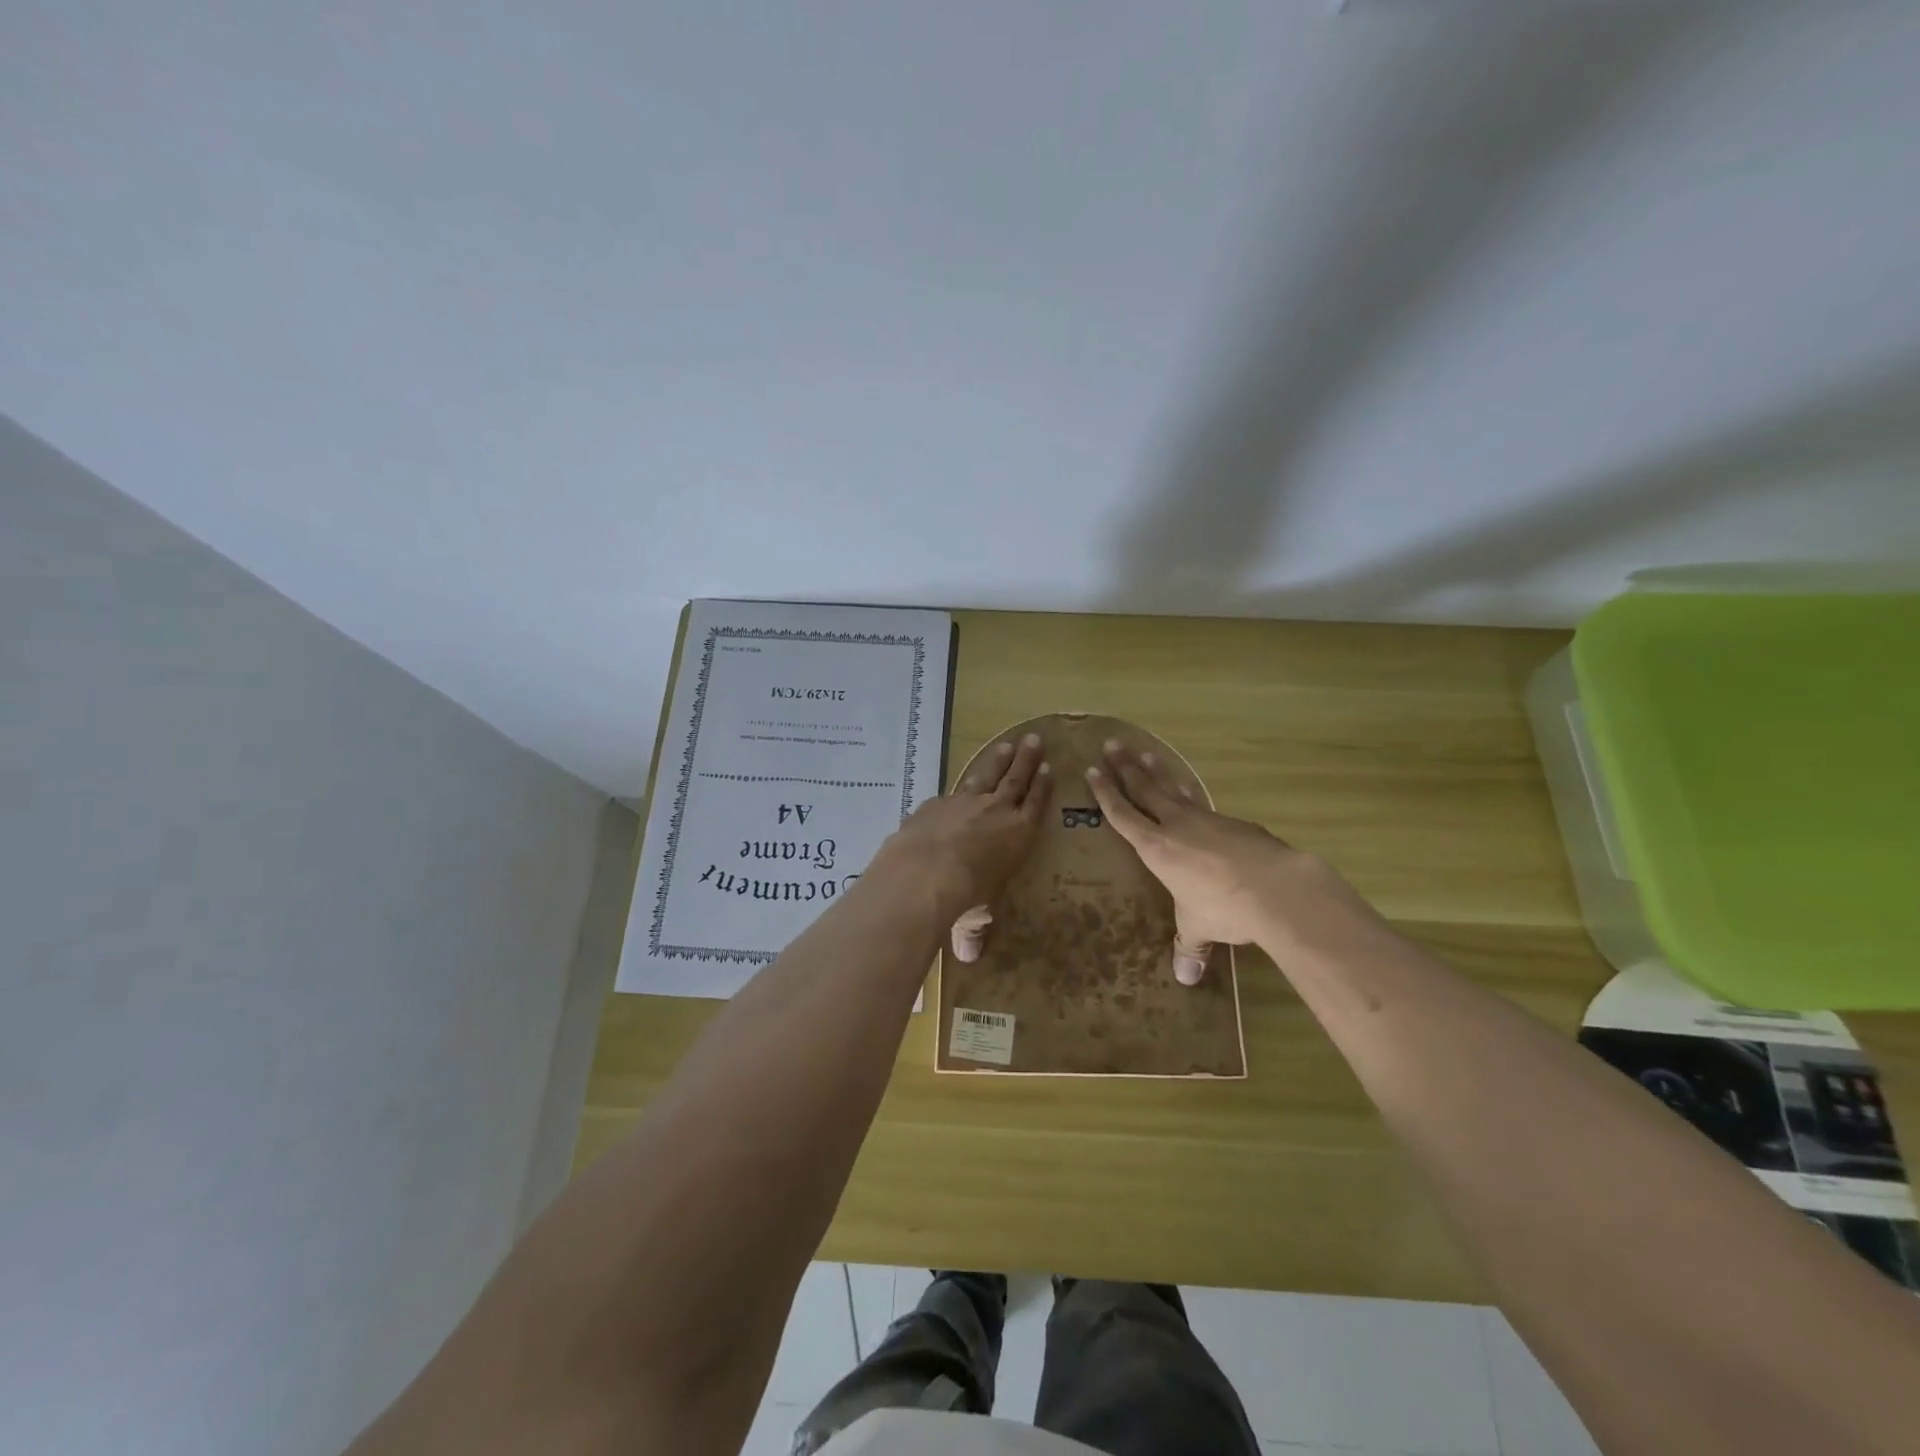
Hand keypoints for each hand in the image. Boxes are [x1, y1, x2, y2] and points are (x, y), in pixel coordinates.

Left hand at [870, 733, 1050, 953]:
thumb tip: (968, 958)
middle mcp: (996, 811)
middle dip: (1026, 760)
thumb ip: (973, 932)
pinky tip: (954, 789)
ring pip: (986, 774)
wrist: (924, 874)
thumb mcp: (974, 918)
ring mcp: (964, 802)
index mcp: (1018, 834)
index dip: (1043, 786)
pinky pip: (952, 791)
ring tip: (1008, 744)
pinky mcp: (935, 803)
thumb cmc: (964, 898)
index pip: (1036, 804)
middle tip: (1035, 740)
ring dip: (998, 760)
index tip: (1049, 768)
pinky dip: (958, 787)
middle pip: (1016, 779)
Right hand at [1084, 742, 1354, 983]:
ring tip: (1146, 753)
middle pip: (1145, 789)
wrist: (1276, 887)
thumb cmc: (1224, 908)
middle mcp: (1177, 826)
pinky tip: (1192, 793)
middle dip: (1125, 768)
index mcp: (1156, 848)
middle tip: (1112, 744)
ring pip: (1175, 789)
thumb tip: (1185, 979)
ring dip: (1158, 771)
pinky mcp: (1235, 823)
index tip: (1092, 770)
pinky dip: (1191, 793)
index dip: (1105, 793)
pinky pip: (1203, 803)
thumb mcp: (1199, 928)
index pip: (1123, 815)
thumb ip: (1190, 947)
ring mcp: (1208, 820)